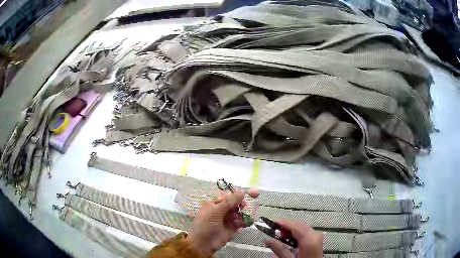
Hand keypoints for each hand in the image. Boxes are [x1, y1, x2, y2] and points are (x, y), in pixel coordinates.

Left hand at [186, 190, 257, 255]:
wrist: (204, 243)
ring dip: (243, 214)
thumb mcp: (216, 211)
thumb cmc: (206, 224)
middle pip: (236, 204)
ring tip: (240, 218)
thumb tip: (242, 191)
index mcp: (215, 203)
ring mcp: (228, 219)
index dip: (239, 194)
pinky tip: (243, 224)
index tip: (252, 193)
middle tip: (245, 206)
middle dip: (242, 204)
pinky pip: (241, 222)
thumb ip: (230, 201)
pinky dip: (244, 222)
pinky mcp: (233, 228)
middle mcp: (222, 210)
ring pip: (240, 212)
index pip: (229, 195)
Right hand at [265, 220, 322, 257]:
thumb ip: (279, 249)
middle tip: (273, 231)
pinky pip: (305, 232)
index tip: (273, 222)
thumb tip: (268, 241)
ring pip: (302, 228)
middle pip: (299, 225)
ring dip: (290, 231)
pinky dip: (296, 234)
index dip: (284, 223)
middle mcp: (315, 236)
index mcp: (310, 239)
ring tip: (279, 236)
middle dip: (286, 227)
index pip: (296, 226)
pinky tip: (289, 239)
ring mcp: (317, 237)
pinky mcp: (316, 240)